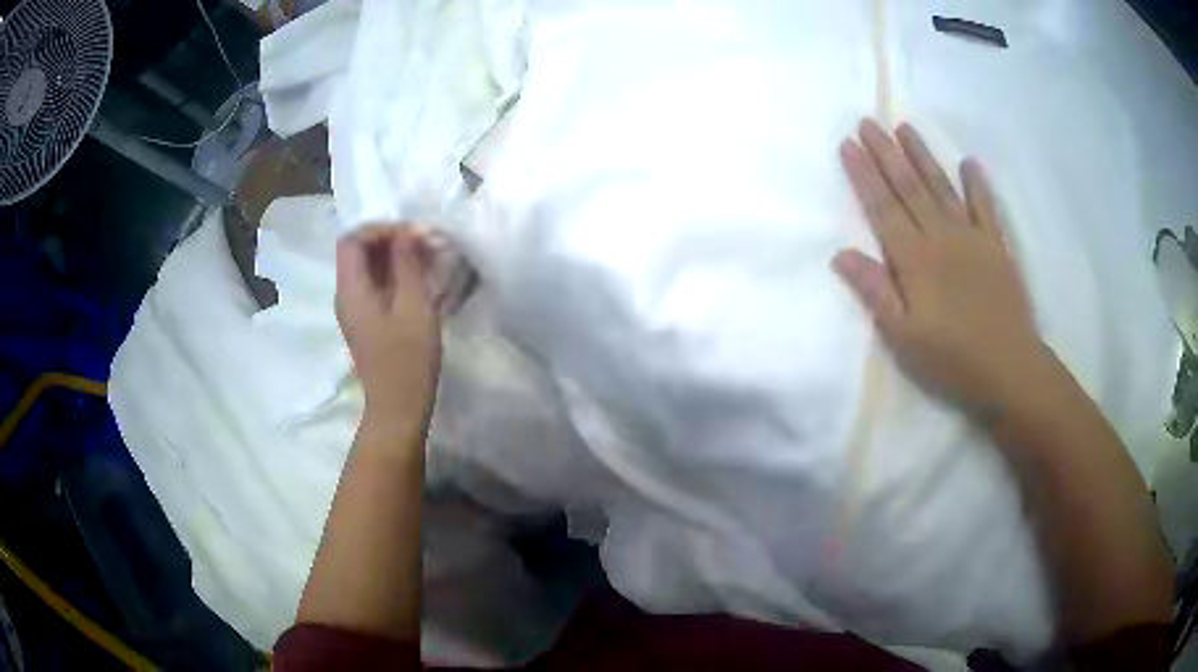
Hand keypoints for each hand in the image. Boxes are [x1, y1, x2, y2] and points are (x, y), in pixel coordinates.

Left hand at [336, 224, 441, 434]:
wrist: (398, 408)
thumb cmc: (407, 359)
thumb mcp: (414, 306)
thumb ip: (408, 264)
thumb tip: (407, 232)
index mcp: (351, 290)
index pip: (352, 239)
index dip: (381, 229)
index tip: (413, 234)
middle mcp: (346, 295)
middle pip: (358, 252)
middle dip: (391, 240)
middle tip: (426, 244)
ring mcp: (355, 310)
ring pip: (368, 268)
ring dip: (395, 257)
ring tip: (428, 259)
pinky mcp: (367, 322)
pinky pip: (375, 286)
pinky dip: (396, 275)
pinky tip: (421, 281)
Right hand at [834, 119, 1053, 413]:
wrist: (1009, 369)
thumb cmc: (952, 359)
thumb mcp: (904, 336)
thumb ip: (875, 291)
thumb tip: (841, 254)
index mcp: (915, 260)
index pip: (883, 208)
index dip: (863, 175)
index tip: (847, 144)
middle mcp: (942, 237)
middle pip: (910, 188)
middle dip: (886, 153)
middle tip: (868, 121)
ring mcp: (973, 239)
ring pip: (943, 188)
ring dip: (923, 156)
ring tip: (905, 128)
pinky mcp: (997, 248)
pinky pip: (986, 208)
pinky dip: (978, 184)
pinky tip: (969, 162)